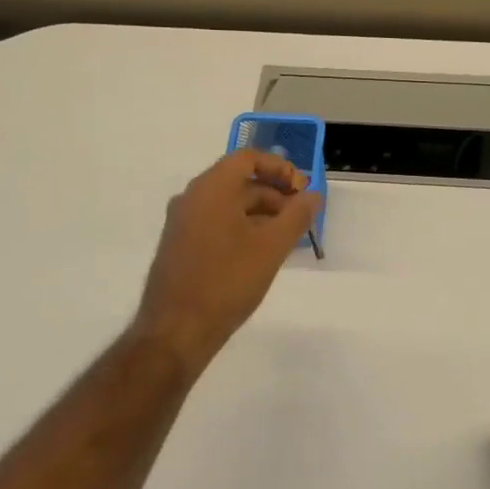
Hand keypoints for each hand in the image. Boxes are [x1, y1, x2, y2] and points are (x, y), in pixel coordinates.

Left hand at [132, 149, 321, 368]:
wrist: (176, 330)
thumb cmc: (227, 281)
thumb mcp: (272, 247)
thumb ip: (297, 216)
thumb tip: (313, 195)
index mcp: (211, 188)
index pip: (248, 158)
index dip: (280, 168)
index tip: (303, 189)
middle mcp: (192, 197)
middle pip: (239, 180)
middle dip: (275, 193)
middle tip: (301, 217)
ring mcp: (182, 222)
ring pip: (228, 203)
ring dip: (260, 212)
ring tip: (286, 238)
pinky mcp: (179, 245)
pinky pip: (216, 221)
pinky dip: (242, 226)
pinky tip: (261, 253)